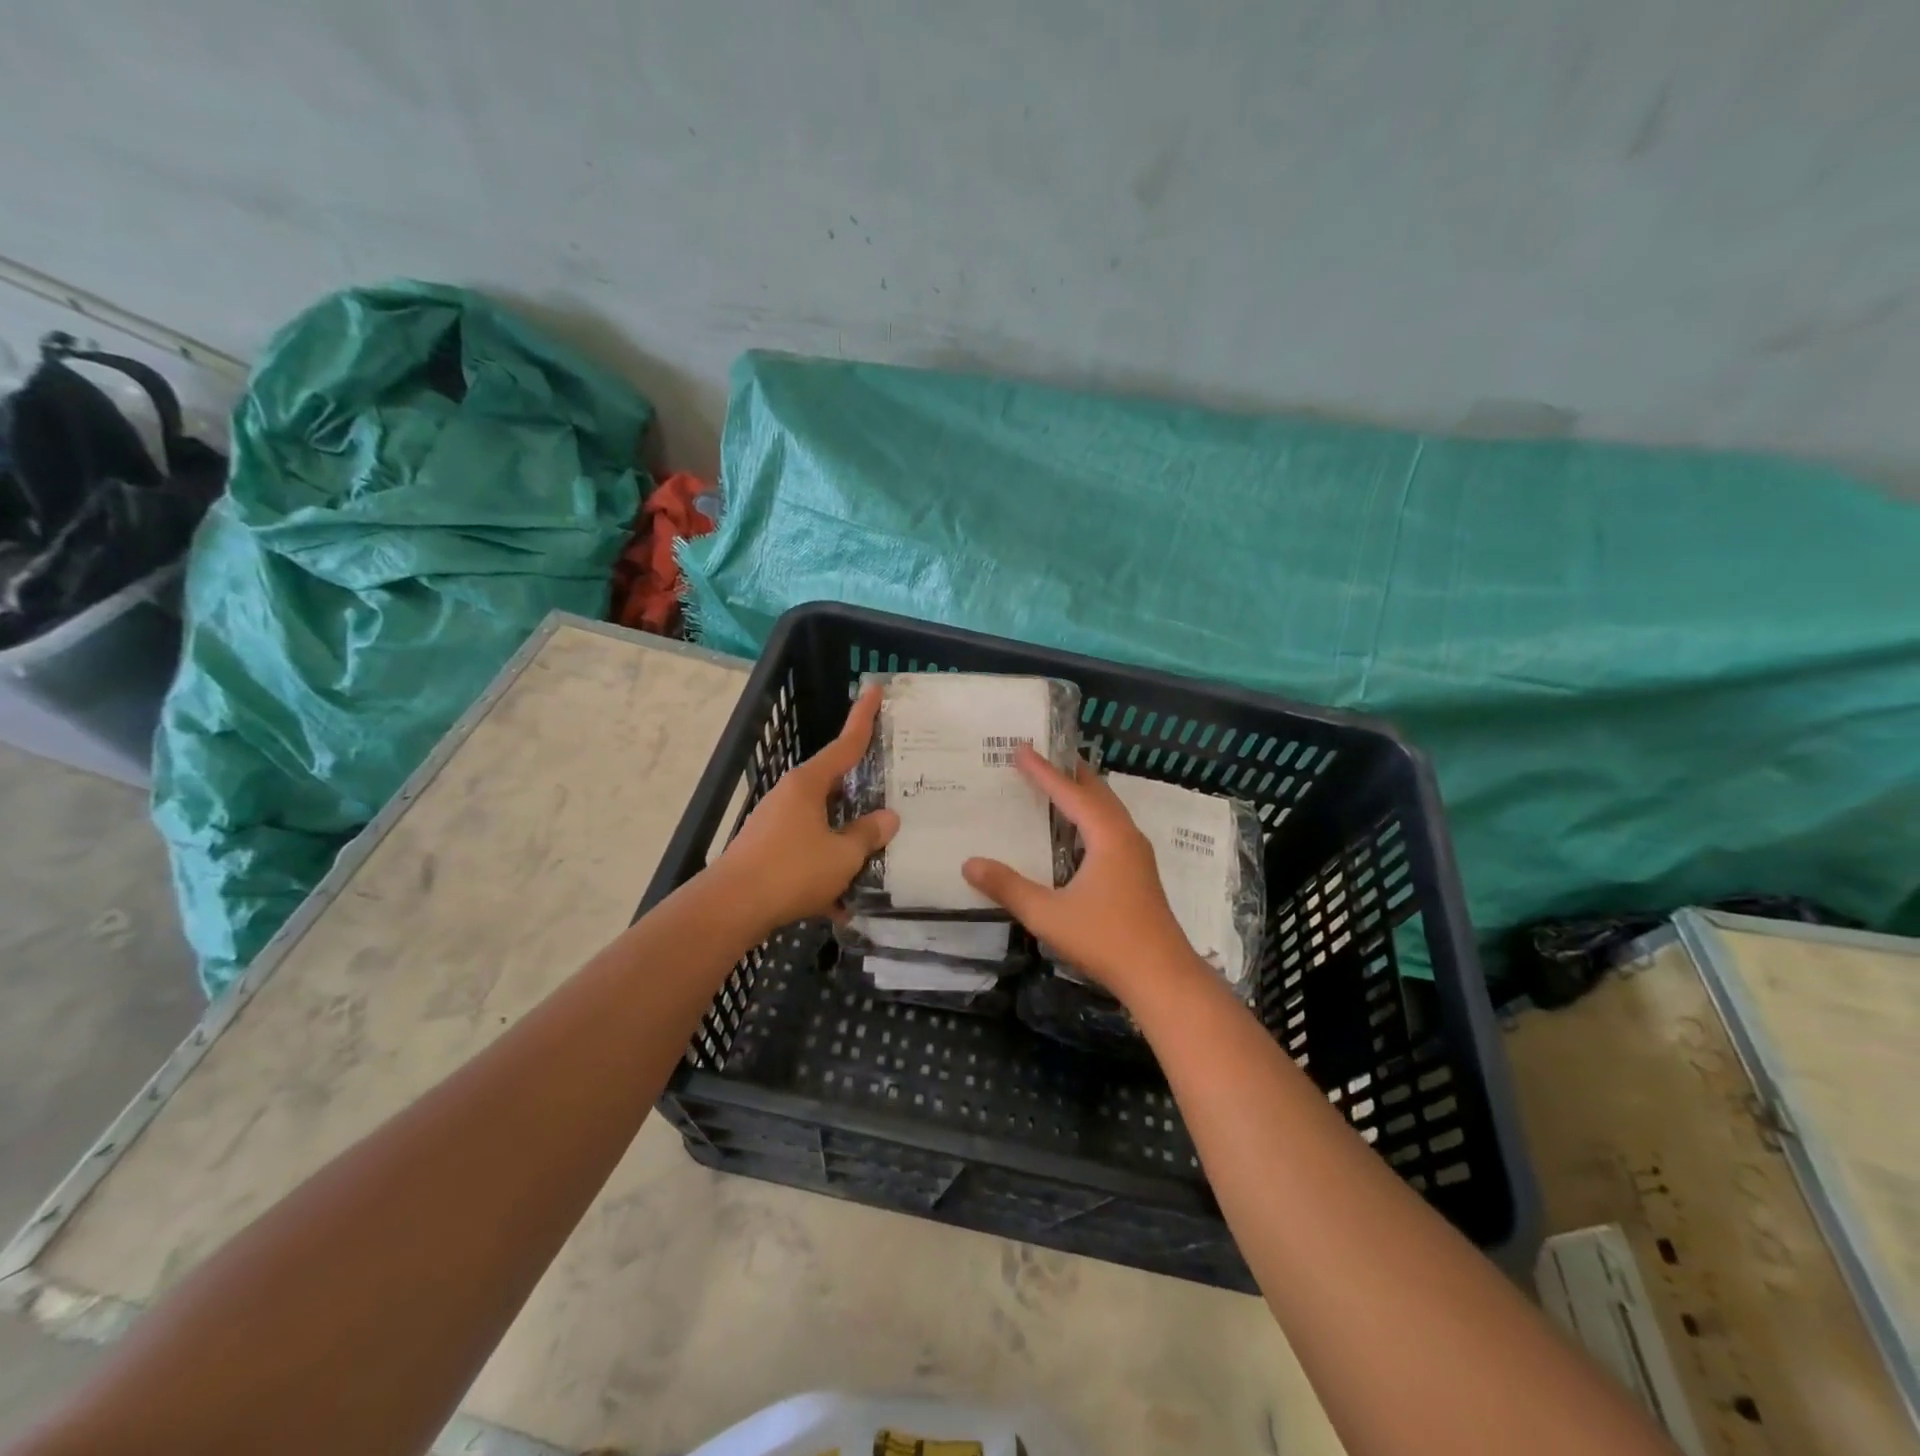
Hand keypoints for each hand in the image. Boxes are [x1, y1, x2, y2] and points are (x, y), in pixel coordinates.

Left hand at [716, 686, 898, 935]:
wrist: (731, 908)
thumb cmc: (791, 870)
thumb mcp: (842, 854)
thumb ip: (868, 834)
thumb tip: (887, 818)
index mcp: (809, 784)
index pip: (845, 744)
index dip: (863, 718)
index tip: (874, 689)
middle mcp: (791, 797)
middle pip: (835, 785)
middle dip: (862, 791)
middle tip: (893, 789)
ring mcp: (777, 824)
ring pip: (823, 824)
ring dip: (846, 840)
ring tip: (878, 857)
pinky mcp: (769, 852)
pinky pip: (808, 854)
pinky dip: (826, 871)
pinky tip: (843, 904)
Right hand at [962, 746, 1198, 1003]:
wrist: (1162, 977)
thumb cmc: (1105, 940)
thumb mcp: (1048, 915)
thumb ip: (1008, 887)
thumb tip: (970, 863)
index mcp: (1107, 836)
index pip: (1070, 793)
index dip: (1043, 771)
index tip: (1021, 749)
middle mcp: (1126, 836)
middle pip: (1097, 791)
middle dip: (1069, 772)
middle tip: (1042, 756)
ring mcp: (1137, 855)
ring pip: (1109, 810)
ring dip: (1084, 793)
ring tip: (1058, 784)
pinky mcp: (1139, 873)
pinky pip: (1112, 827)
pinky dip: (1092, 815)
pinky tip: (1077, 832)